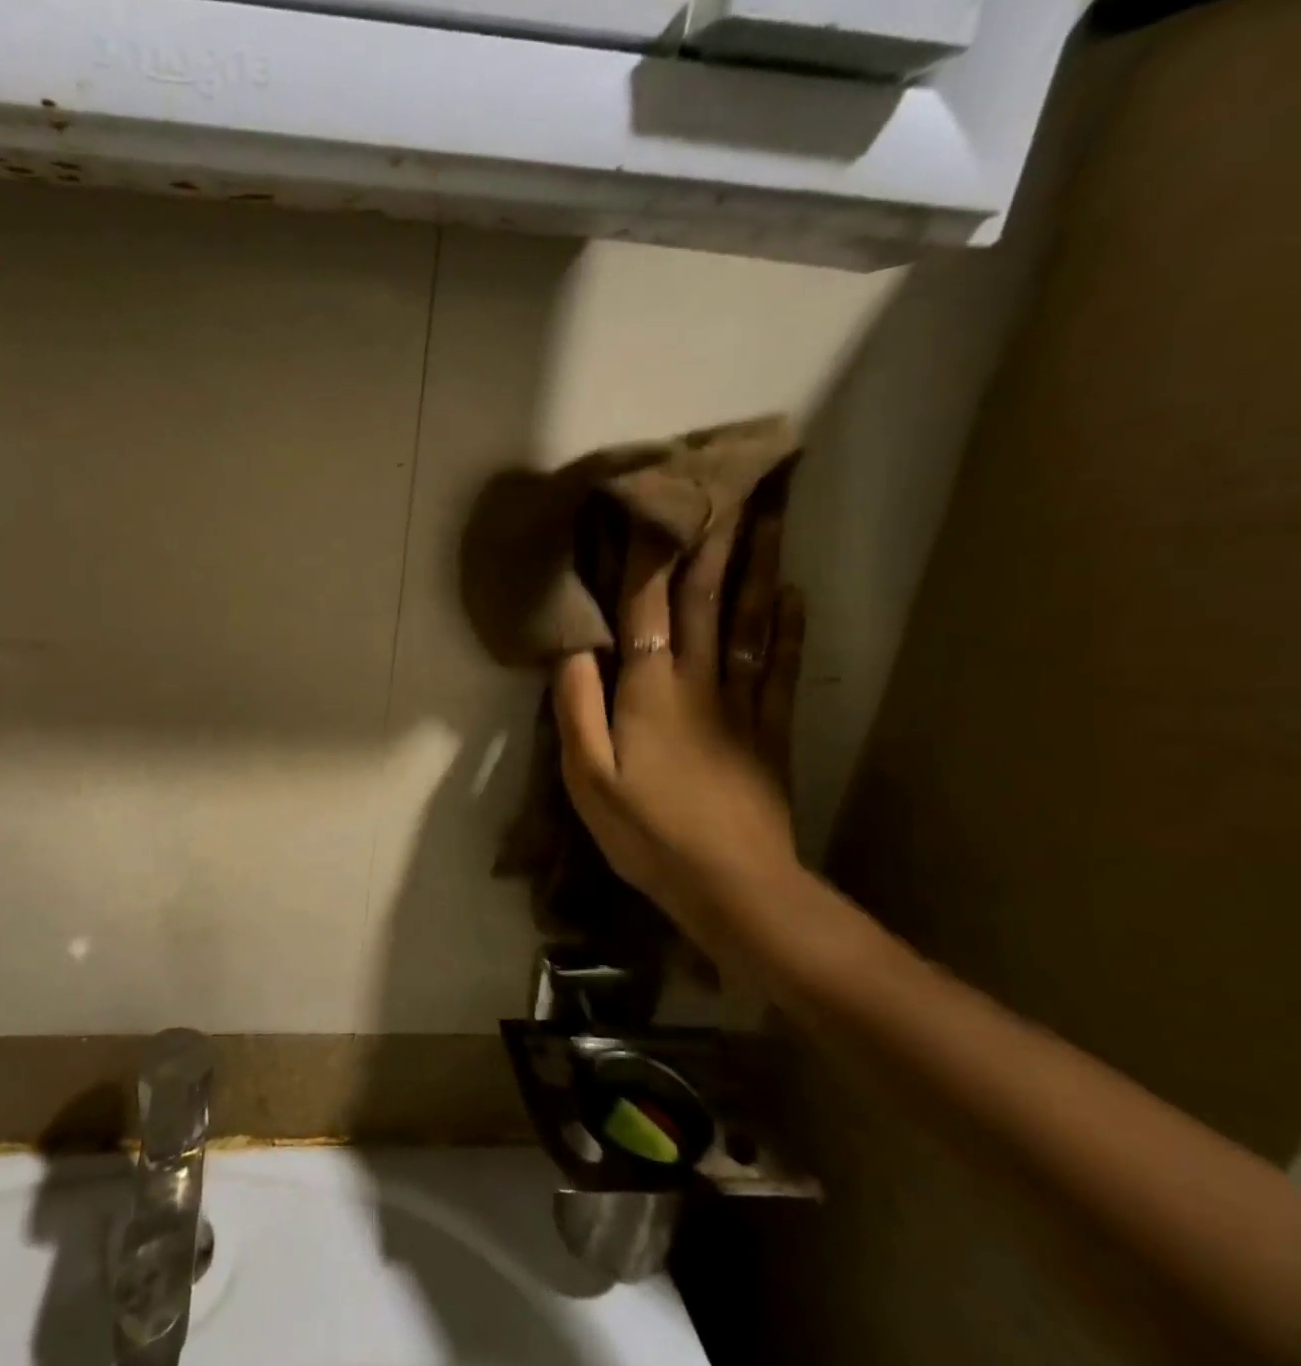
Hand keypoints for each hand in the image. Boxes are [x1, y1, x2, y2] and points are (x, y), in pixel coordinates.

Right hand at [552, 482, 805, 958]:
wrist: (733, 886)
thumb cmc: (647, 832)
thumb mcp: (587, 777)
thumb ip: (575, 708)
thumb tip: (572, 648)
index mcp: (650, 690)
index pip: (647, 605)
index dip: (649, 550)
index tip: (651, 498)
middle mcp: (700, 680)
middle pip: (708, 596)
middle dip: (716, 535)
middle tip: (734, 478)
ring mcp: (743, 701)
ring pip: (751, 618)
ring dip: (759, 562)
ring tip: (771, 512)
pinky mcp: (770, 727)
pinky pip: (779, 663)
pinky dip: (787, 623)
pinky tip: (792, 592)